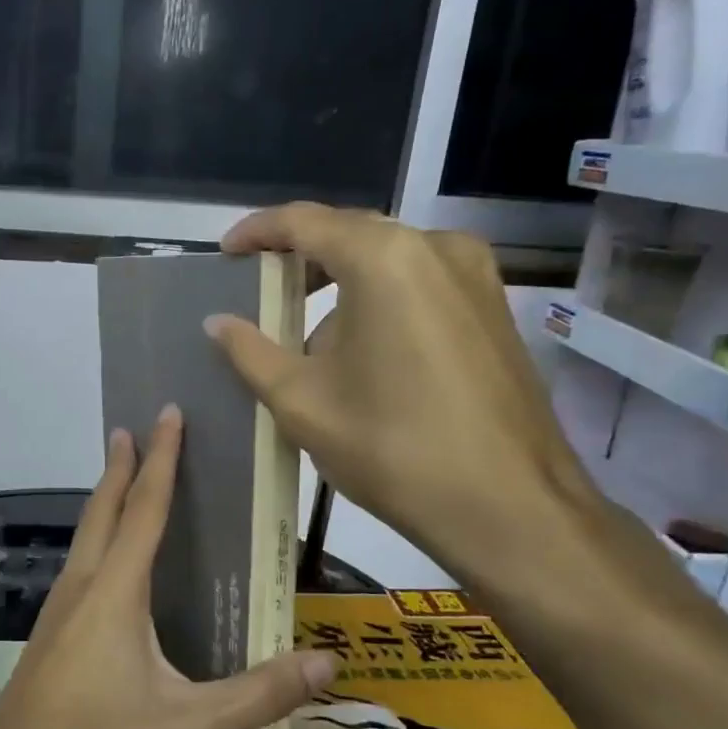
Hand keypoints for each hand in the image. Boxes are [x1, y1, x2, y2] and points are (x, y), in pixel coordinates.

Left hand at [0, 407, 339, 728]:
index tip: (167, 413)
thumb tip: (326, 662)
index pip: (145, 507)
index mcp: (115, 591)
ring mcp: (56, 612)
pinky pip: (77, 567)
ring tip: (119, 481)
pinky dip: (95, 540)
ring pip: (83, 537)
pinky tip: (104, 567)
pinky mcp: (46, 638)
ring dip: (103, 501)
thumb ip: (258, 695)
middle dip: (119, 466)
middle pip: (102, 510)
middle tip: (129, 427)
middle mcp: (81, 587)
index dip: (161, 458)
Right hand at [204, 203, 606, 598]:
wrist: (510, 507)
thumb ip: (250, 351)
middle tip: (260, 288)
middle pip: (349, 233)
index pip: (304, 221)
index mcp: (383, 258)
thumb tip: (218, 322)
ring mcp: (475, 275)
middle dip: (300, 257)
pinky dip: (379, 297)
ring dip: (340, 281)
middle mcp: (435, 247)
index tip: (226, 252)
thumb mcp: (301, 401)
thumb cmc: (392, 447)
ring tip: (305, 329)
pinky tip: (360, 346)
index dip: (257, 231)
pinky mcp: (494, 307)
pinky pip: (420, 281)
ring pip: (387, 258)